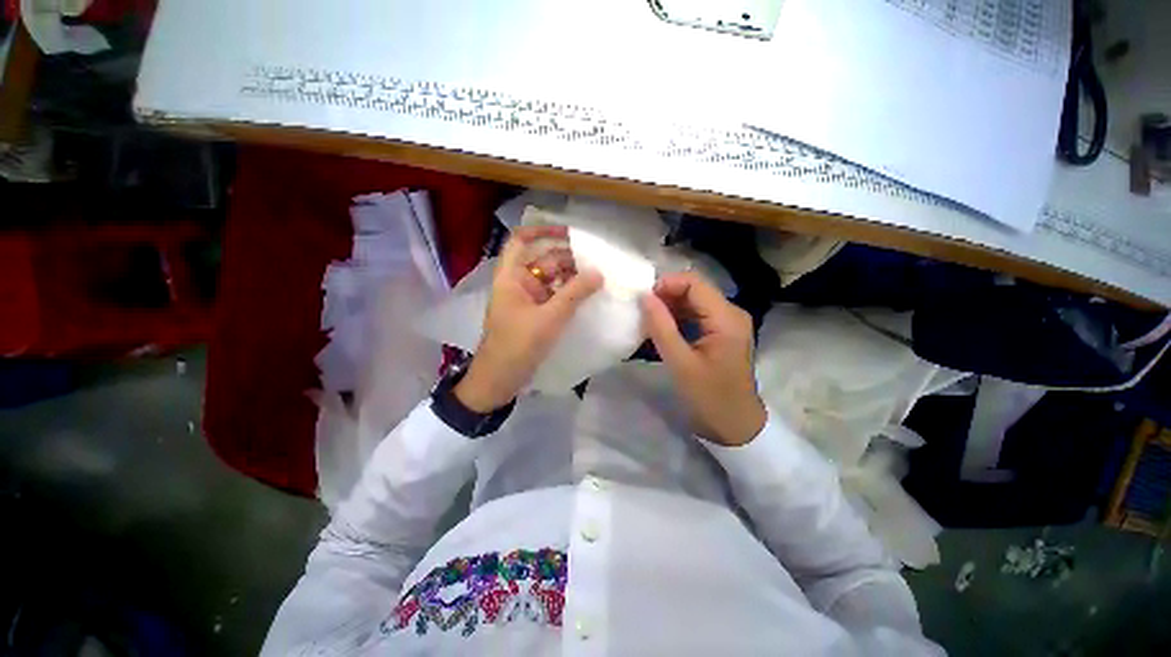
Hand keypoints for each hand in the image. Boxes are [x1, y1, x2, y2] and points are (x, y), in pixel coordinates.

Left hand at [455, 225, 603, 412]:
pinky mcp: (534, 315)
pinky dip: (568, 294)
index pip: (521, 240)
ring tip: (598, 276)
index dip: (543, 230)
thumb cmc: (518, 345)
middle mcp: (518, 283)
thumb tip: (599, 273)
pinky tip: (587, 295)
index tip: (570, 232)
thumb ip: (575, 294)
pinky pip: (553, 297)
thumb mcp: (549, 318)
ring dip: (571, 277)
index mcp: (511, 276)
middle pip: (542, 260)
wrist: (500, 380)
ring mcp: (527, 300)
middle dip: (568, 258)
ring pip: (550, 280)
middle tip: (597, 259)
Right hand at [642, 271, 766, 445]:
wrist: (735, 425)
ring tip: (649, 322)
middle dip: (666, 296)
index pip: (694, 283)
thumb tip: (644, 297)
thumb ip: (661, 327)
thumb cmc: (709, 397)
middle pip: (694, 289)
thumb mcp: (680, 363)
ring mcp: (728, 322)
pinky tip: (662, 330)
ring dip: (670, 308)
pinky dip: (677, 318)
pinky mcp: (722, 332)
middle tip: (643, 313)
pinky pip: (696, 315)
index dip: (666, 284)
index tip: (643, 300)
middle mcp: (730, 313)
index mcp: (726, 318)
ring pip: (694, 301)